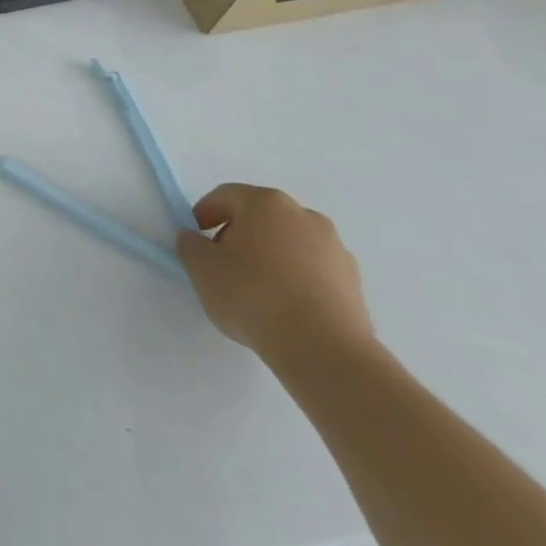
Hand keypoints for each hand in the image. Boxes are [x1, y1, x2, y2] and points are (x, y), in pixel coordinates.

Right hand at [176, 184, 374, 366]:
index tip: (196, 240)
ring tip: (257, 291)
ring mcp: (336, 249)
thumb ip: (190, 245)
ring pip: (290, 244)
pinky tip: (285, 308)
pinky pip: (313, 270)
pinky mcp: (355, 283)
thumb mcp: (201, 268)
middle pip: (261, 217)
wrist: (324, 349)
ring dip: (270, 258)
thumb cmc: (253, 295)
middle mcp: (305, 216)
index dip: (204, 213)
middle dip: (239, 235)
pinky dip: (296, 280)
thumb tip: (195, 239)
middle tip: (222, 264)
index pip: (226, 196)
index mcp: (266, 203)